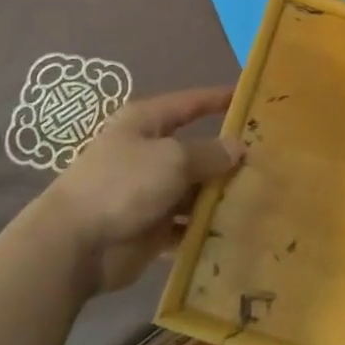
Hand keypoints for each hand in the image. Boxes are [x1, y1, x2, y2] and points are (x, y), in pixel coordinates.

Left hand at [40, 88, 243, 293]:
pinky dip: (207, 227)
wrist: (74, 245)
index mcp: (146, 123)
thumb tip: (237, 147)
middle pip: (196, 150)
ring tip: (262, 197)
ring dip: (220, 195)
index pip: (190, 103)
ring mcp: (149, 192)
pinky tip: (238, 230)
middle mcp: (148, 153)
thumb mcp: (172, 159)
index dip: (218, 99)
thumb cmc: (123, 184)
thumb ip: (209, 153)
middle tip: (269, 159)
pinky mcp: (151, 228)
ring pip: (194, 189)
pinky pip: (186, 224)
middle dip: (227, 156)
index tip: (250, 98)